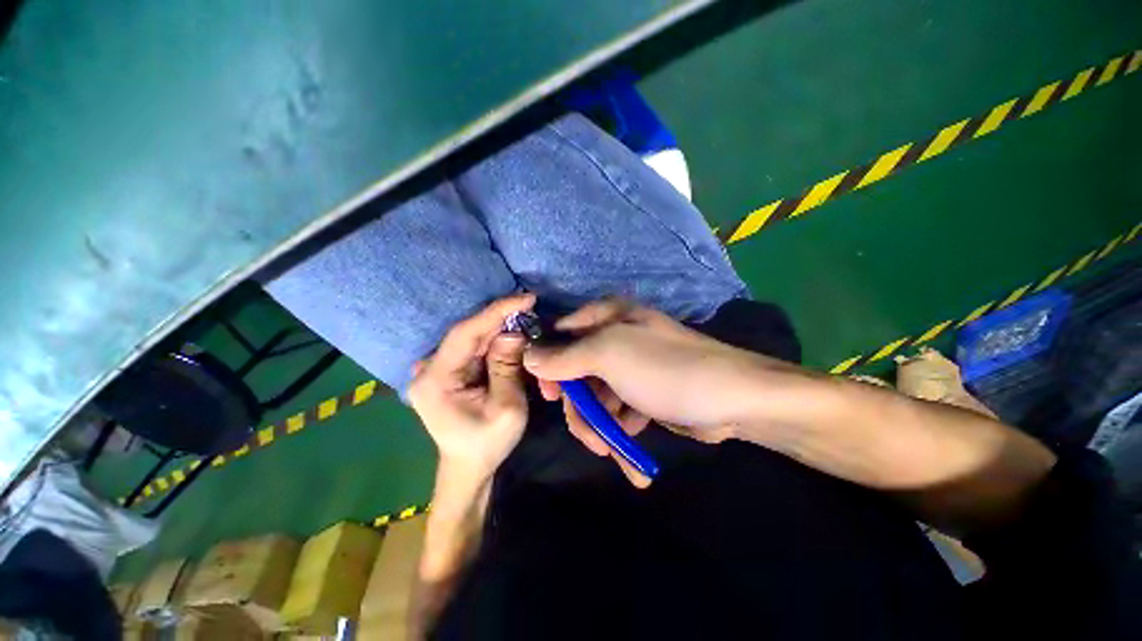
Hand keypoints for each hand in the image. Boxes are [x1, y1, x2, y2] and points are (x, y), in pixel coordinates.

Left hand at [409, 294, 535, 483]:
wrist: (468, 467)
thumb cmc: (487, 443)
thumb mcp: (507, 408)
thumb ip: (508, 368)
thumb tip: (513, 332)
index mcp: (435, 380)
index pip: (465, 333)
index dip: (496, 312)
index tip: (525, 298)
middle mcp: (428, 368)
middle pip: (469, 333)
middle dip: (502, 320)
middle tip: (531, 309)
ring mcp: (435, 368)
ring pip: (473, 338)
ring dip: (500, 329)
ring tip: (527, 319)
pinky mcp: (447, 370)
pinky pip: (473, 347)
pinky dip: (494, 340)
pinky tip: (512, 335)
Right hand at [524, 300, 799, 477]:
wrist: (733, 400)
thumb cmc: (665, 369)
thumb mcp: (609, 355)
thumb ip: (565, 357)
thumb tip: (528, 357)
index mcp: (607, 317)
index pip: (562, 334)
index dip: (549, 363)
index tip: (549, 395)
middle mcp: (616, 337)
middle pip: (577, 371)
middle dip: (580, 407)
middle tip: (589, 436)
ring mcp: (630, 367)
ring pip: (596, 396)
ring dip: (599, 425)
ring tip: (612, 450)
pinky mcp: (642, 392)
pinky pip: (617, 410)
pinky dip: (619, 432)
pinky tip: (628, 453)